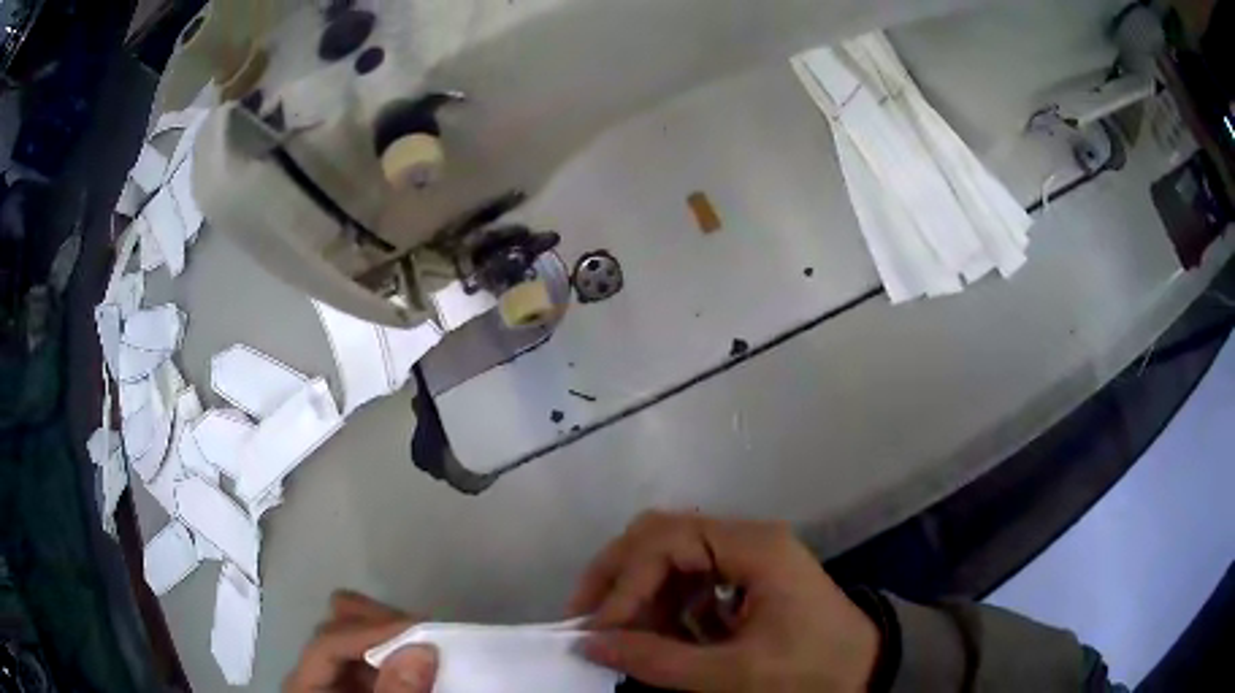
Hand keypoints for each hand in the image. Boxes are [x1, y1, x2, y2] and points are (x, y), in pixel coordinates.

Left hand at [285, 590, 437, 692]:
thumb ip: (395, 692)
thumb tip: (422, 649)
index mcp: (305, 680)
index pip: (328, 639)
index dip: (370, 630)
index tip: (420, 628)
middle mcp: (317, 665)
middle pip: (338, 620)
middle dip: (383, 622)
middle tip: (426, 633)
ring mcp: (338, 667)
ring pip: (358, 625)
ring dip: (393, 629)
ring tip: (427, 639)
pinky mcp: (359, 672)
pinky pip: (376, 645)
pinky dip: (399, 642)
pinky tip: (420, 649)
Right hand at [570, 512, 879, 692]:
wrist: (866, 670)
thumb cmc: (810, 670)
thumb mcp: (734, 674)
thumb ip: (658, 661)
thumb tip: (589, 645)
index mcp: (753, 547)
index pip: (667, 541)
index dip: (625, 583)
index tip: (598, 629)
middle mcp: (746, 537)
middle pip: (660, 534)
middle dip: (618, 576)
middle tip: (590, 620)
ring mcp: (746, 554)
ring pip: (669, 554)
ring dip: (639, 592)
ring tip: (627, 636)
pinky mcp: (744, 574)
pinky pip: (688, 577)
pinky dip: (664, 604)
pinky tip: (665, 635)